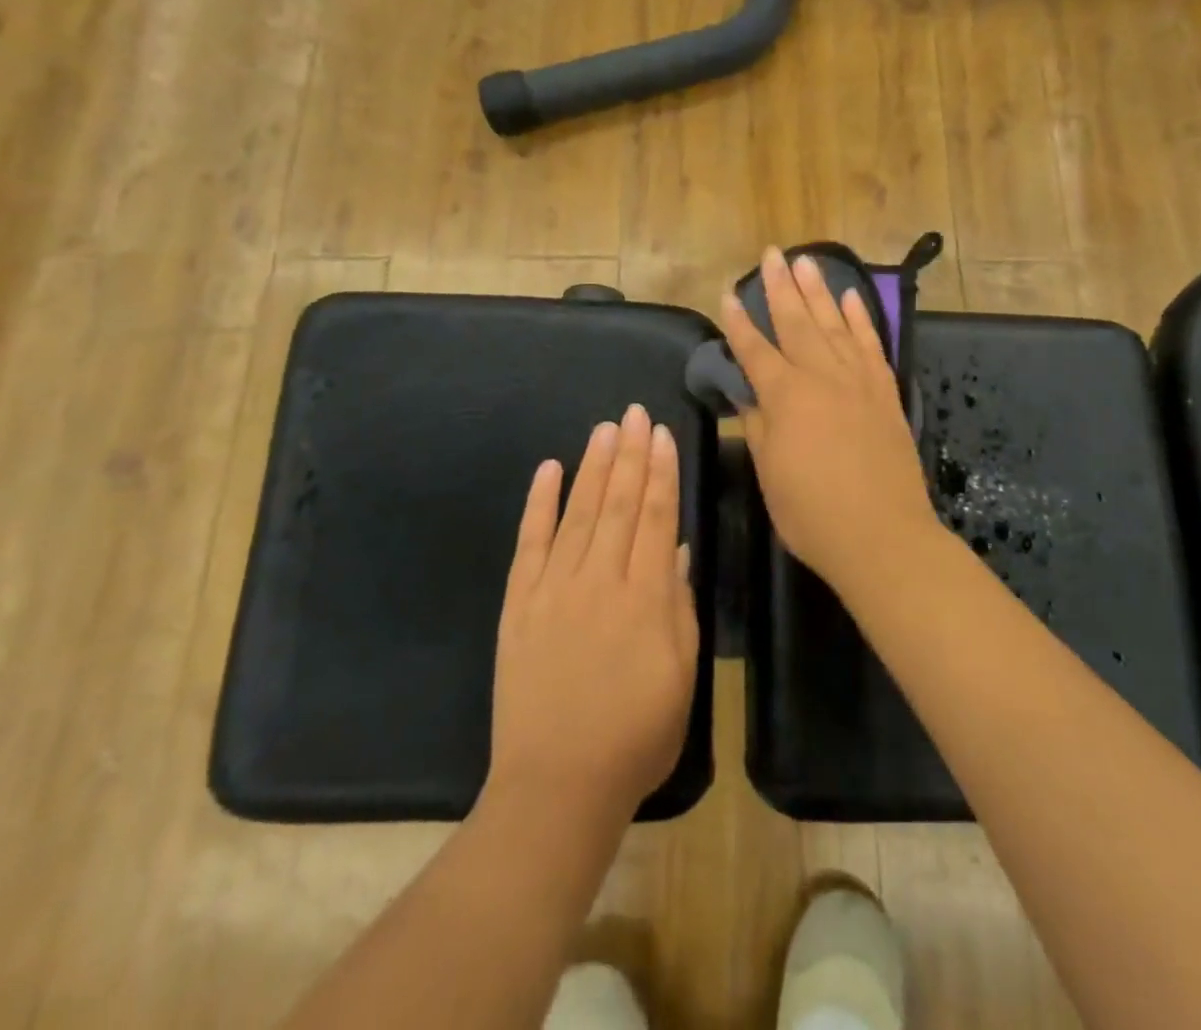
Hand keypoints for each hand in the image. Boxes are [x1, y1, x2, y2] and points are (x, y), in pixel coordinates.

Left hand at [487, 406, 699, 828]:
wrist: (557, 786)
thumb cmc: (636, 737)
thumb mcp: (681, 676)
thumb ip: (679, 607)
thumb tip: (678, 551)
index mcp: (645, 597)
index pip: (656, 517)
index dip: (661, 472)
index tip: (662, 434)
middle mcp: (599, 580)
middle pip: (618, 503)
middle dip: (629, 454)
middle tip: (633, 413)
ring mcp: (554, 588)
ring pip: (578, 513)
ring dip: (592, 467)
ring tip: (604, 429)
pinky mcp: (519, 604)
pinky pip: (530, 543)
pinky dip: (539, 504)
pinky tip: (549, 470)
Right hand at [720, 248, 939, 584]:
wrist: (883, 537)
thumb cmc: (813, 513)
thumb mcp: (771, 473)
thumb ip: (759, 427)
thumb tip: (749, 396)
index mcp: (786, 397)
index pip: (756, 350)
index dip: (739, 322)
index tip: (727, 293)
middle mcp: (822, 377)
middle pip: (797, 323)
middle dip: (780, 287)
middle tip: (771, 254)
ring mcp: (858, 382)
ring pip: (835, 325)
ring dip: (819, 291)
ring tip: (806, 262)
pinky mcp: (885, 394)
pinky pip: (871, 346)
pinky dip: (861, 320)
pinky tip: (851, 299)